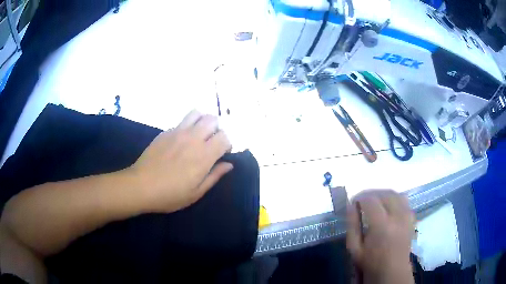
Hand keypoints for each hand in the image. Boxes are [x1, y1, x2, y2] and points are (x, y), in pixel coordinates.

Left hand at [127, 110, 232, 212]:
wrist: (141, 185)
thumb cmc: (170, 194)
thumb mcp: (196, 192)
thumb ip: (214, 176)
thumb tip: (229, 164)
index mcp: (204, 155)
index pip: (224, 137)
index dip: (227, 143)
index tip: (223, 153)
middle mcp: (193, 138)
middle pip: (213, 120)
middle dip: (217, 128)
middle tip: (212, 141)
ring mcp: (177, 132)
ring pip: (197, 114)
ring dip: (202, 121)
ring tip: (199, 133)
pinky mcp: (165, 132)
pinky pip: (181, 122)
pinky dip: (187, 127)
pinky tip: (180, 140)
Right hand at [346, 190, 414, 283]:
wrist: (392, 271)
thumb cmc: (371, 262)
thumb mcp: (354, 248)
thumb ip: (352, 225)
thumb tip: (351, 205)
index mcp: (381, 226)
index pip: (371, 200)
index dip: (360, 197)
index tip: (353, 202)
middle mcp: (397, 217)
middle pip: (385, 193)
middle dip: (371, 193)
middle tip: (362, 201)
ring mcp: (407, 216)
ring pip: (396, 194)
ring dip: (383, 194)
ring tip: (374, 201)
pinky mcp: (411, 218)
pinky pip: (404, 200)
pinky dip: (394, 199)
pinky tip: (388, 206)